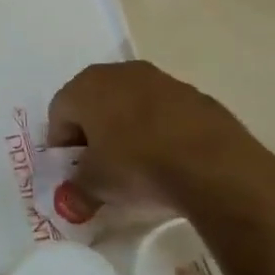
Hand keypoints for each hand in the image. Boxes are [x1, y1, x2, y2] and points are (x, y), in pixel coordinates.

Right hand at [47, 61, 274, 227]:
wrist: (215, 167)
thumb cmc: (138, 166)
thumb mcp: (96, 185)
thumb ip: (76, 191)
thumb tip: (70, 202)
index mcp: (87, 86)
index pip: (59, 112)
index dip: (61, 144)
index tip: (72, 171)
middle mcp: (120, 72)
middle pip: (94, 102)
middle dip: (92, 132)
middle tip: (99, 166)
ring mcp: (162, 80)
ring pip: (130, 104)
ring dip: (126, 129)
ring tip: (137, 164)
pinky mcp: (196, 95)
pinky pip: (164, 113)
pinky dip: (159, 131)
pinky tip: (168, 159)